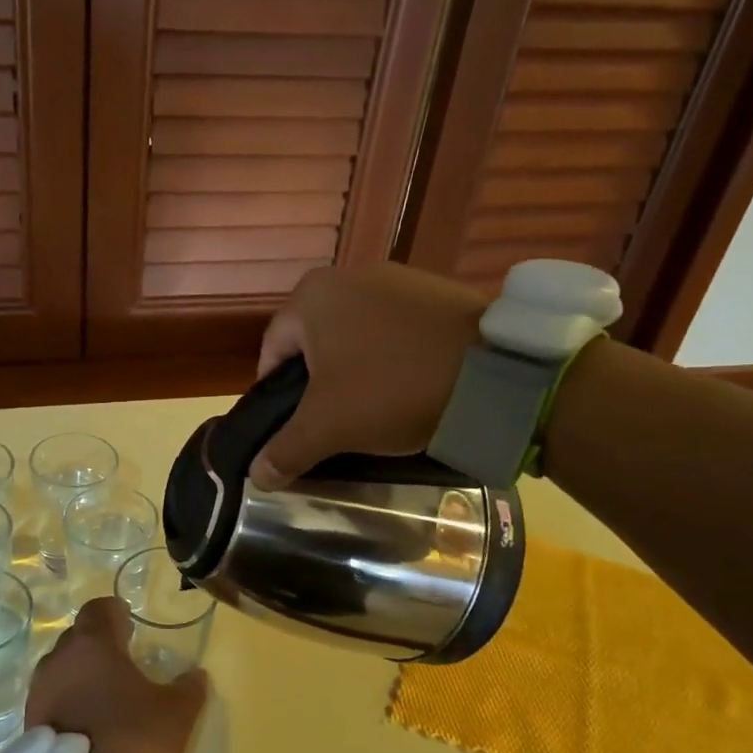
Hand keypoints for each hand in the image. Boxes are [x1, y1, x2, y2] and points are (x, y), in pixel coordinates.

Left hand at [25, 598, 207, 752]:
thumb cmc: (133, 739)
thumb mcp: (176, 714)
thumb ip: (188, 688)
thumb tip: (197, 674)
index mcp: (93, 644)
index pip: (98, 609)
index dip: (114, 612)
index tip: (128, 624)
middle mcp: (59, 659)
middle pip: (77, 637)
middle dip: (97, 644)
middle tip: (120, 660)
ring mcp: (39, 692)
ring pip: (60, 669)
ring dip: (79, 675)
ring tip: (103, 695)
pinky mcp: (30, 724)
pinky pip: (51, 699)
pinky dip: (67, 702)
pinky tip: (86, 722)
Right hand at [251, 263, 486, 489]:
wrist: (495, 372)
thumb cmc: (392, 390)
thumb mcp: (329, 427)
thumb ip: (286, 450)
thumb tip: (256, 476)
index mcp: (311, 297)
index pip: (272, 351)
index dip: (275, 394)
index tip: (292, 425)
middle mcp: (347, 275)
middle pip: (314, 341)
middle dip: (318, 381)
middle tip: (333, 419)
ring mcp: (395, 278)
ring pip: (355, 333)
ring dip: (356, 367)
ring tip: (374, 405)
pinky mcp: (435, 290)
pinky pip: (395, 327)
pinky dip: (392, 355)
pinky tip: (409, 383)